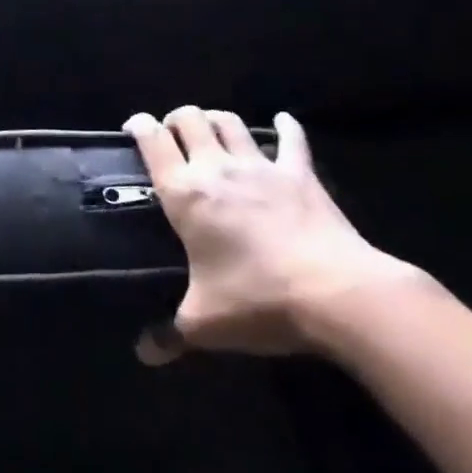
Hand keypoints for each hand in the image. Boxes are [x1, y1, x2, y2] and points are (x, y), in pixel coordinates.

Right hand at [125, 108, 421, 360]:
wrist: (337, 293)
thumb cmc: (260, 301)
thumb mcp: (206, 323)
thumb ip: (171, 333)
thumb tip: (145, 353)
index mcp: (185, 193)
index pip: (152, 141)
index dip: (139, 126)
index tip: (133, 127)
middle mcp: (216, 168)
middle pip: (189, 119)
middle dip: (176, 119)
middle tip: (173, 135)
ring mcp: (260, 167)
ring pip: (230, 122)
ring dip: (216, 120)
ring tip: (212, 130)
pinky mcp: (299, 173)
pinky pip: (291, 140)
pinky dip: (285, 127)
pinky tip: (282, 121)